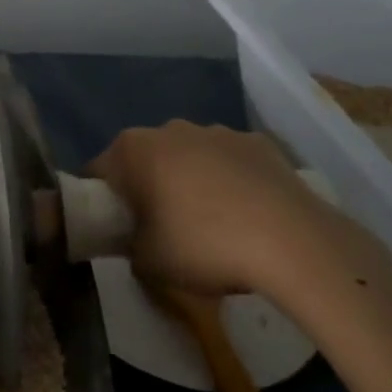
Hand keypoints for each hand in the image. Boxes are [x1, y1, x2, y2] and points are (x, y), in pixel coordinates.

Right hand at [92, 121, 365, 295]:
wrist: (292, 242)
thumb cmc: (204, 245)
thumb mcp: (148, 262)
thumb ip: (128, 246)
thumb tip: (135, 242)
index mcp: (134, 149)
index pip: (99, 171)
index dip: (103, 202)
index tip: (116, 230)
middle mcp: (170, 128)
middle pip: (146, 159)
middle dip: (148, 187)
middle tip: (161, 230)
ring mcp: (218, 131)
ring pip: (190, 157)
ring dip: (190, 182)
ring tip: (212, 226)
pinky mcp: (259, 143)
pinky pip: (231, 162)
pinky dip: (231, 182)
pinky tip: (248, 216)